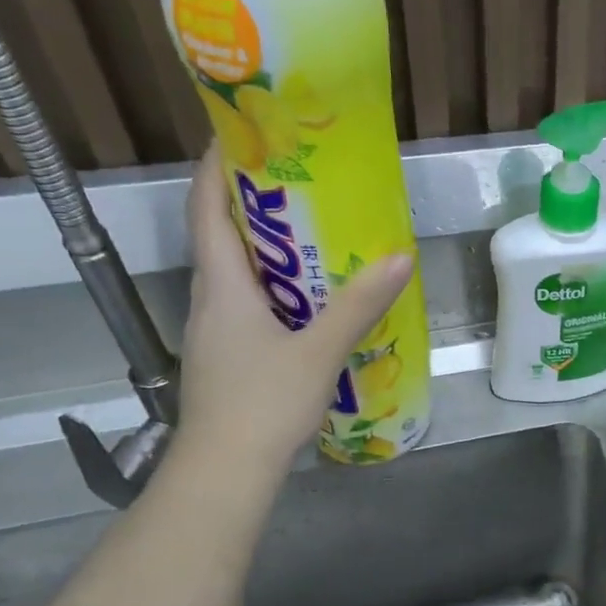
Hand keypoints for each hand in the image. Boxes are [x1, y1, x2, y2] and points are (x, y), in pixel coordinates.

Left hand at [177, 149, 412, 463]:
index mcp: (222, 285)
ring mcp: (215, 331)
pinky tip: (309, 300)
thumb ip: (359, 305)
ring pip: (236, 273)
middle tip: (299, 182)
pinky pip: (248, 304)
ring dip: (266, 248)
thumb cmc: (263, 403)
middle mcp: (210, 300)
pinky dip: (274, 287)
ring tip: (313, 234)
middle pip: (221, 236)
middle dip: (252, 203)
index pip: (206, 210)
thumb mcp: (320, 351)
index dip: (216, 167)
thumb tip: (400, 258)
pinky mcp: (227, 356)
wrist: (225, 471)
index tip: (240, 134)